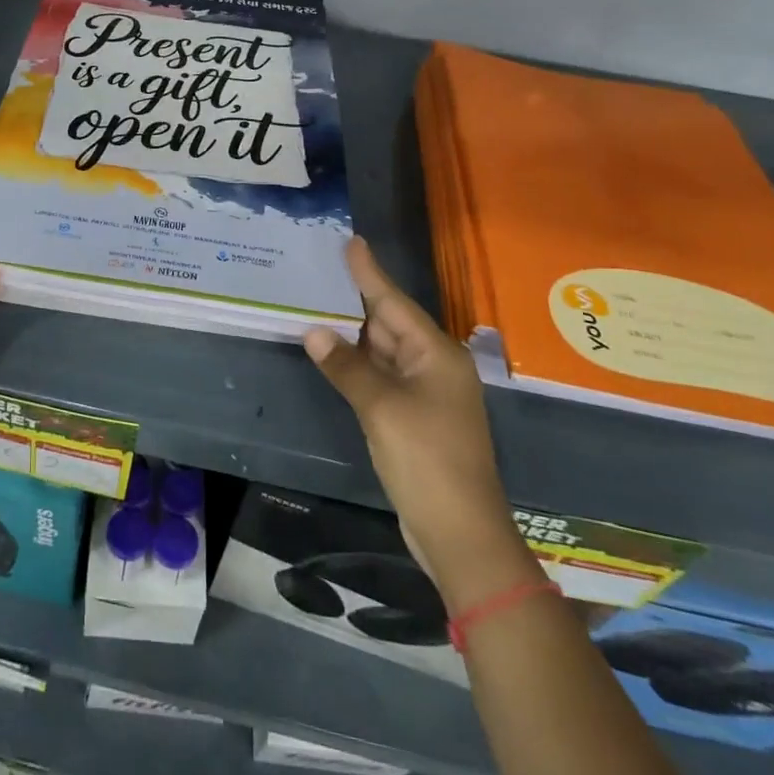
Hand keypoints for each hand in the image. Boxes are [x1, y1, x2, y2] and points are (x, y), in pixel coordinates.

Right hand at [305, 237, 533, 609]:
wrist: (459, 532)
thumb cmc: (427, 459)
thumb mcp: (381, 408)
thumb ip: (347, 366)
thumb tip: (313, 331)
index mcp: (436, 354)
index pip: (394, 303)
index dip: (370, 273)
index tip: (352, 242)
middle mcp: (433, 367)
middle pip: (389, 323)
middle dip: (355, 301)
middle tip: (320, 272)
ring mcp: (424, 394)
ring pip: (383, 352)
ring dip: (353, 334)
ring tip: (317, 304)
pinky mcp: (413, 418)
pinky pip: (381, 377)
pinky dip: (357, 364)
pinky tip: (333, 353)